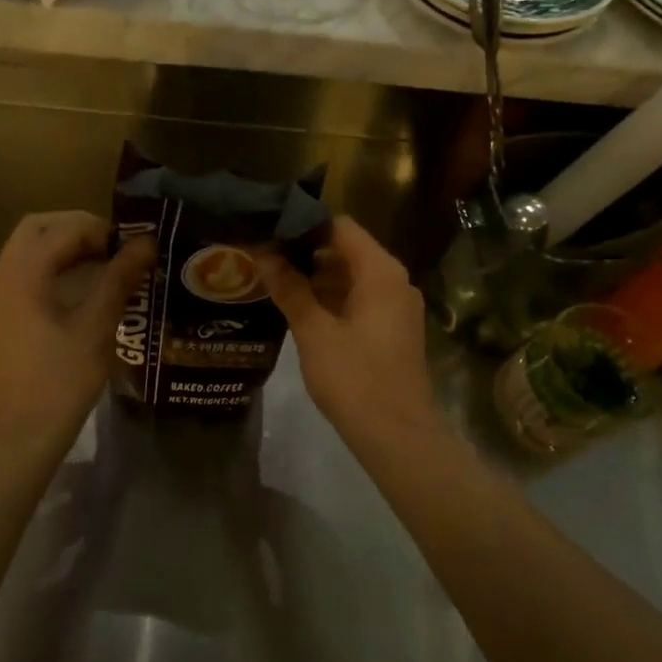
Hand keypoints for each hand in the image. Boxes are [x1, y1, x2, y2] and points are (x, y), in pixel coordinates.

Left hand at [0, 212, 155, 456]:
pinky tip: (85, 285)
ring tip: (108, 263)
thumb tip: (146, 242)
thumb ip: (119, 278)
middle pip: (38, 228)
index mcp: (21, 273)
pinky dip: (54, 265)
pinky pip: (26, 271)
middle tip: (116, 247)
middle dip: (79, 229)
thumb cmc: (60, 380)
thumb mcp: (96, 326)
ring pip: (30, 248)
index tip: (133, 246)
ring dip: (66, 246)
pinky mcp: (1, 313)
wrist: (20, 434)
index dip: (101, 229)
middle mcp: (2, 274)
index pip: (63, 228)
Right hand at [257, 217, 441, 446]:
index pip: (340, 226)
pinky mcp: (393, 329)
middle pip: (347, 249)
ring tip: (274, 281)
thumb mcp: (313, 330)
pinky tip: (300, 309)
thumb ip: (289, 288)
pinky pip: (361, 299)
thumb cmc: (354, 378)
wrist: (397, 436)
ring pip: (352, 276)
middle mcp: (395, 280)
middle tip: (264, 257)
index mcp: (380, 271)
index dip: (304, 225)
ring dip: (317, 277)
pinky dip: (332, 298)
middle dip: (306, 252)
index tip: (270, 231)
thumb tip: (263, 253)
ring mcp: (397, 306)